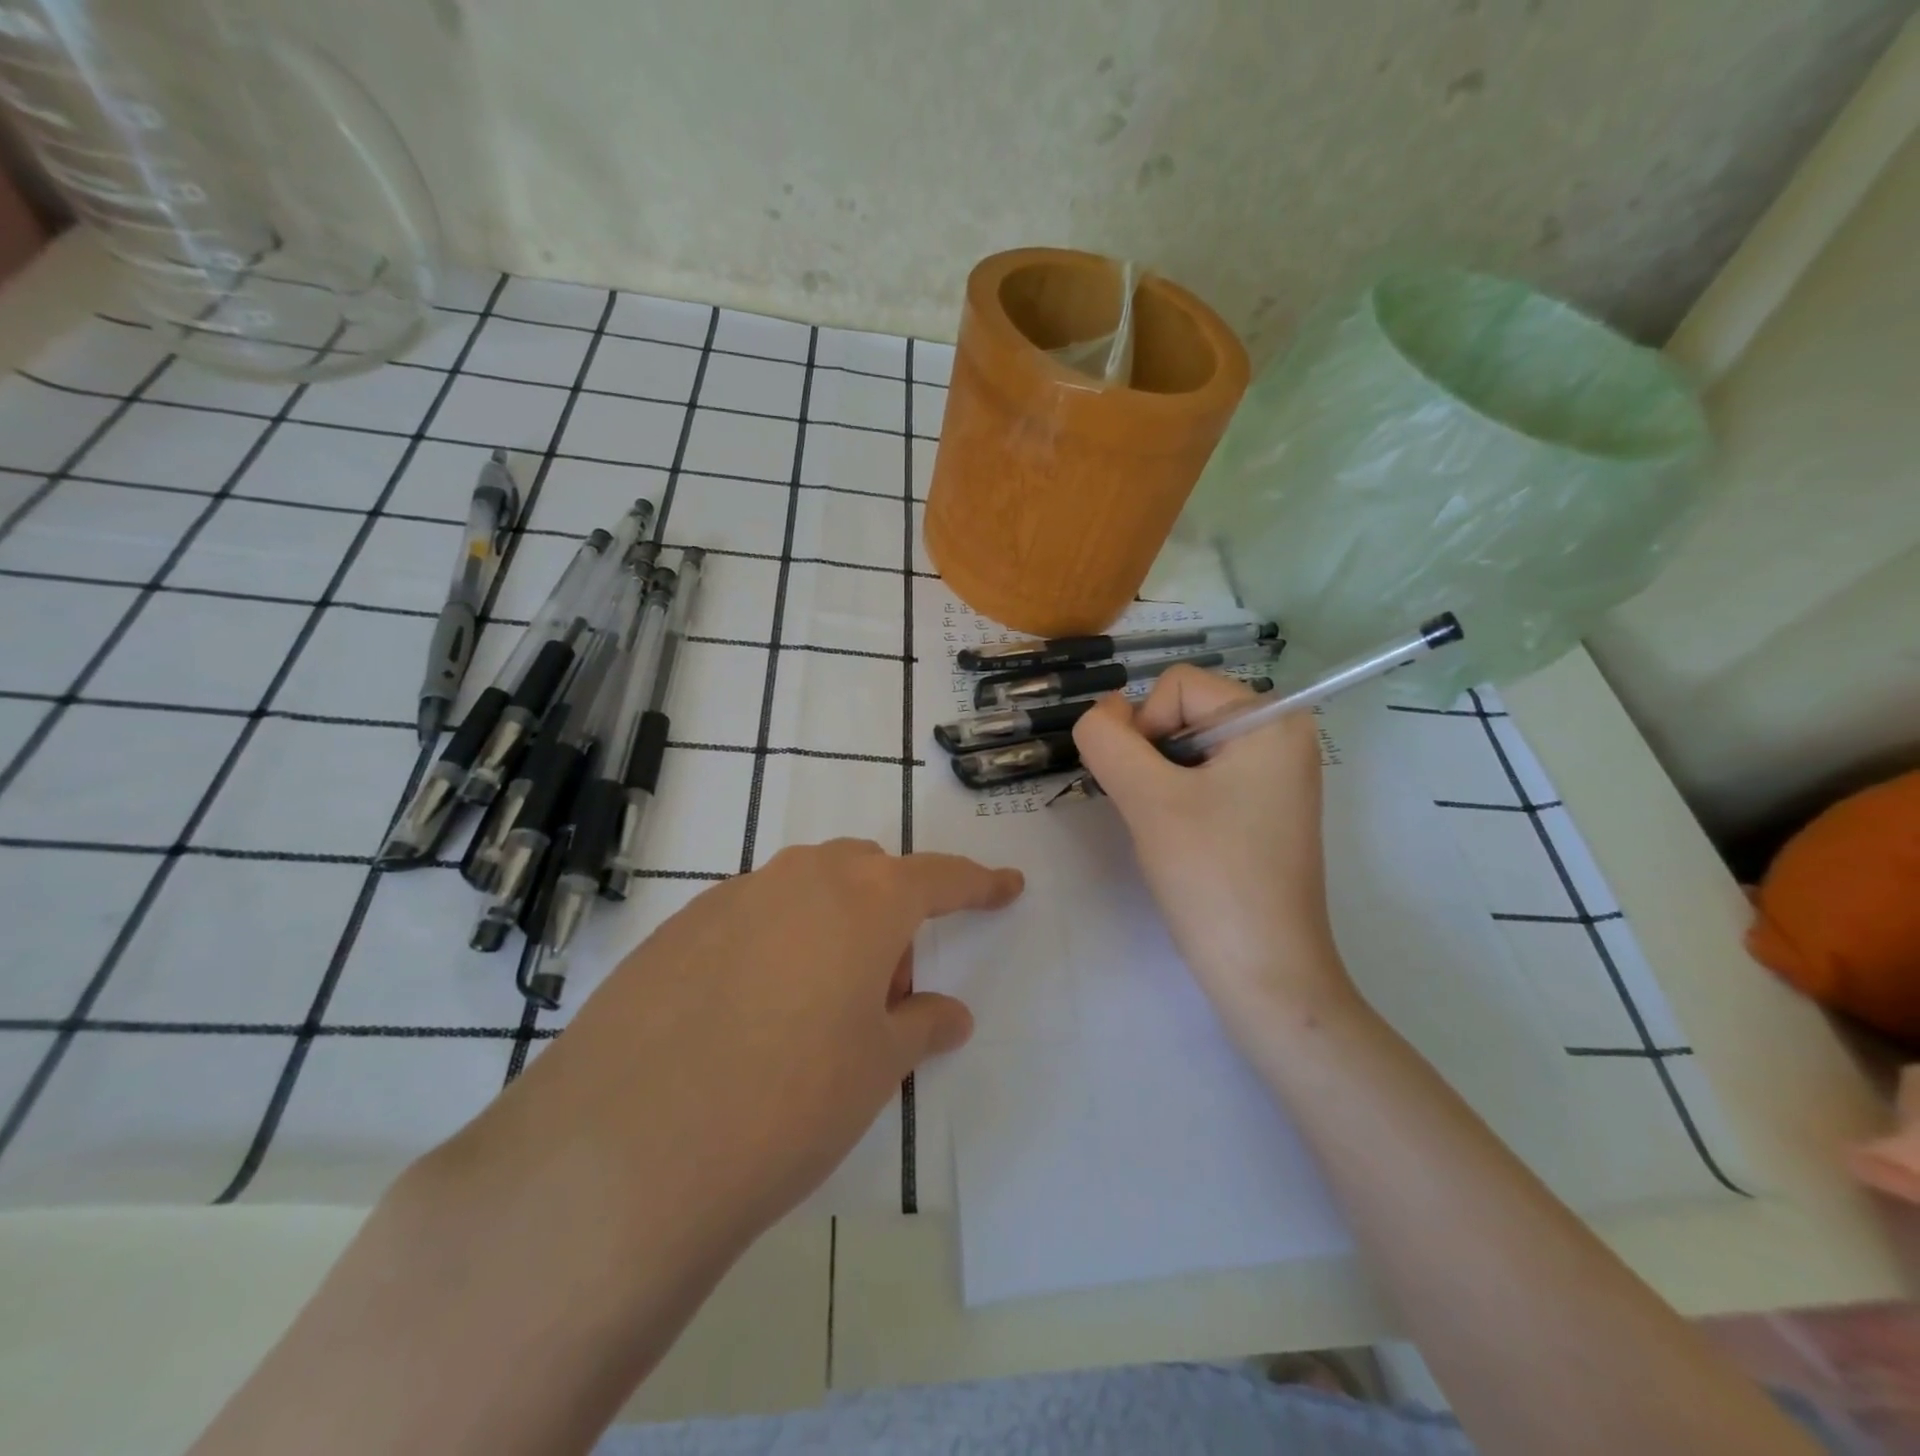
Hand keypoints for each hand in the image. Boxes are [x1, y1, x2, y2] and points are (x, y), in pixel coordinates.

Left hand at [479, 840, 1023, 1234]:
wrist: (627, 1149)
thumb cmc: (790, 1101)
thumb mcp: (876, 1068)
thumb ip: (919, 1026)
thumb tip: (948, 1014)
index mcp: (865, 899)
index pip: (939, 878)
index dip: (978, 883)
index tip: (1006, 885)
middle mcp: (800, 878)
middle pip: (865, 873)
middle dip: (891, 912)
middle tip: (888, 988)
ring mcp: (731, 897)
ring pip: (804, 890)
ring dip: (829, 927)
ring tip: (816, 1007)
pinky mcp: (676, 929)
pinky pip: (748, 917)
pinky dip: (773, 944)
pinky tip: (748, 1014)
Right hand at [1072, 666, 1355, 1031]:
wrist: (1264, 973)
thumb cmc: (1212, 877)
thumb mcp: (1148, 799)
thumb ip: (1107, 741)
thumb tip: (1098, 713)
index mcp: (1271, 719)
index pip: (1175, 686)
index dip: (1143, 729)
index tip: (1150, 790)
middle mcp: (1282, 735)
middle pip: (1182, 713)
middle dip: (1151, 758)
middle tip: (1158, 815)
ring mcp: (1276, 774)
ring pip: (1185, 749)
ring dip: (1158, 783)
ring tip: (1171, 832)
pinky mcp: (1264, 808)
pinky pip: (1203, 778)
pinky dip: (1177, 800)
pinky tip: (1183, 841)